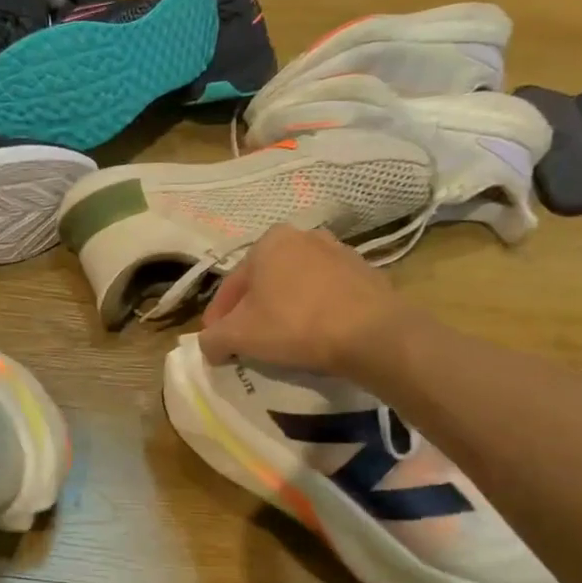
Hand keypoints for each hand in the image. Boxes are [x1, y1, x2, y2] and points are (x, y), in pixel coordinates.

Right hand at [199, 225, 415, 376]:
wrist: (373, 334)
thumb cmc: (294, 324)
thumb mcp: (238, 336)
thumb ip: (212, 339)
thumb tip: (209, 346)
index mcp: (268, 241)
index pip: (230, 285)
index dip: (218, 318)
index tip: (217, 344)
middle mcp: (303, 236)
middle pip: (264, 282)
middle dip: (252, 311)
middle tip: (246, 342)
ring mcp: (339, 252)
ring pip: (295, 287)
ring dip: (283, 310)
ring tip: (280, 342)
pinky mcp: (366, 274)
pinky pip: (326, 296)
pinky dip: (314, 313)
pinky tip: (313, 337)